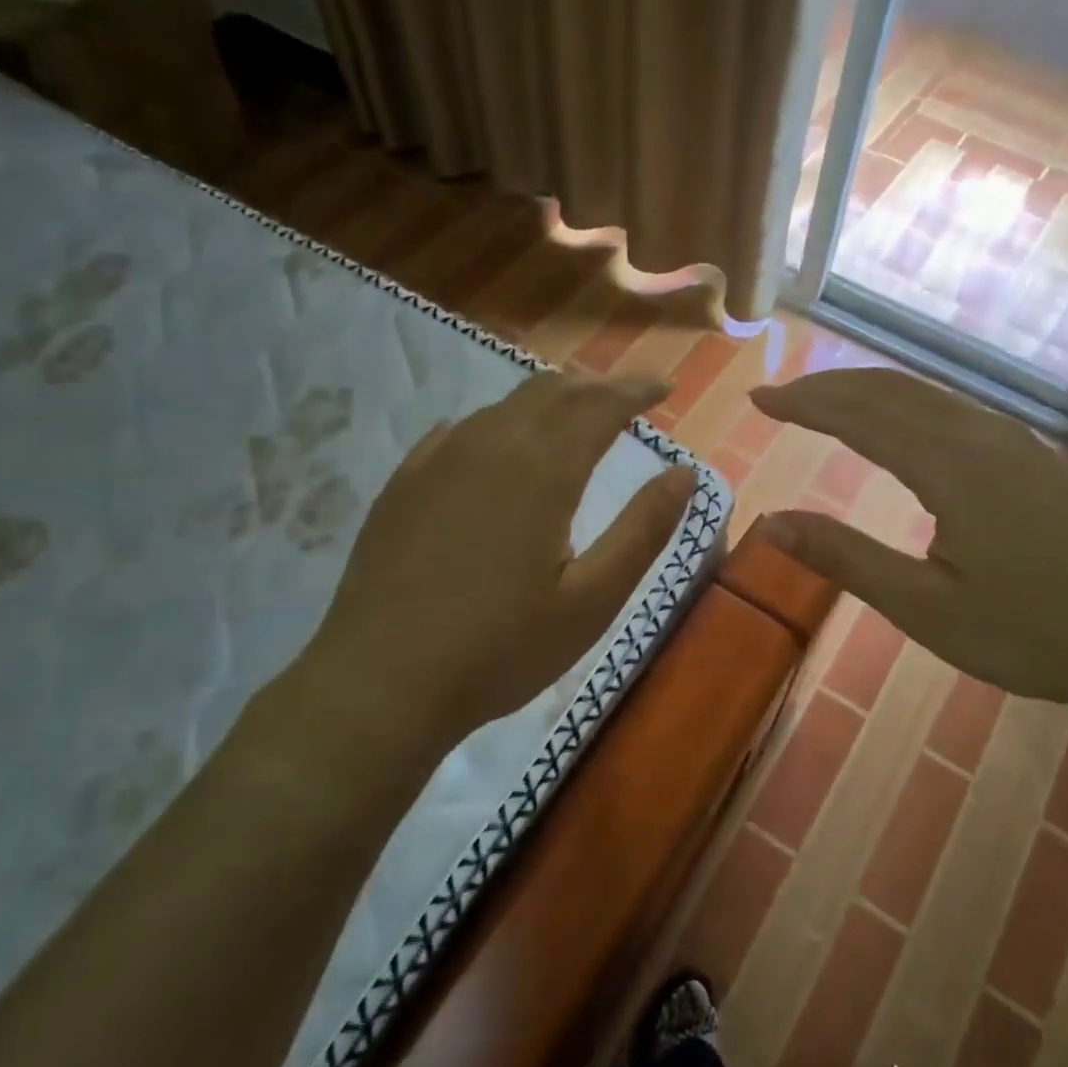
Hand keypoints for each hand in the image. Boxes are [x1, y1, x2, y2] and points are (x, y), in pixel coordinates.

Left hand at [256, 373, 696, 784]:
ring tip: (574, 412)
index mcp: (543, 470)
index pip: (600, 404)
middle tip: (627, 397)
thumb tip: (685, 473)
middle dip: (596, 385)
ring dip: (549, 399)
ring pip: (505, 405)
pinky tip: (500, 441)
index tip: (664, 385)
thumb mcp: (592, 599)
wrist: (382, 681)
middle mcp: (491, 445)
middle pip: (552, 391)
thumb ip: (643, 530)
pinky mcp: (405, 482)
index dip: (636, 389)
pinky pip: (461, 429)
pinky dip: (498, 423)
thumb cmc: (502, 647)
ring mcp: (439, 459)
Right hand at [752, 368, 1067, 716]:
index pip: (860, 416)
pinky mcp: (1032, 455)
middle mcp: (981, 436)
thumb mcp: (927, 610)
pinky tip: (895, 422)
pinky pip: (953, 407)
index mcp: (952, 468)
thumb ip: (846, 559)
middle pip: (890, 390)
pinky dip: (904, 403)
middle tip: (778, 396)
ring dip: (865, 390)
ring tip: (822, 402)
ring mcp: (1014, 440)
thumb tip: (771, 524)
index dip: (805, 404)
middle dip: (827, 387)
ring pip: (924, 393)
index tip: (759, 399)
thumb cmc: (1034, 634)